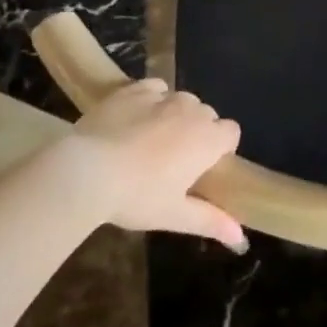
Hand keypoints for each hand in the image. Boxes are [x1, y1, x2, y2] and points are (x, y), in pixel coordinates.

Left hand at [65, 79, 246, 250]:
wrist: (86, 171)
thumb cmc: (137, 197)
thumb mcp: (174, 216)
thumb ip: (211, 222)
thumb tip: (240, 238)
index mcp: (207, 139)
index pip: (231, 132)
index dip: (221, 147)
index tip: (203, 167)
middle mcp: (191, 110)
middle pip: (206, 115)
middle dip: (197, 131)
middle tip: (174, 160)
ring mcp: (162, 97)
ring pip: (181, 100)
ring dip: (176, 114)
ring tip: (151, 139)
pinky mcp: (134, 89)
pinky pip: (155, 88)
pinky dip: (152, 99)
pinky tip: (136, 117)